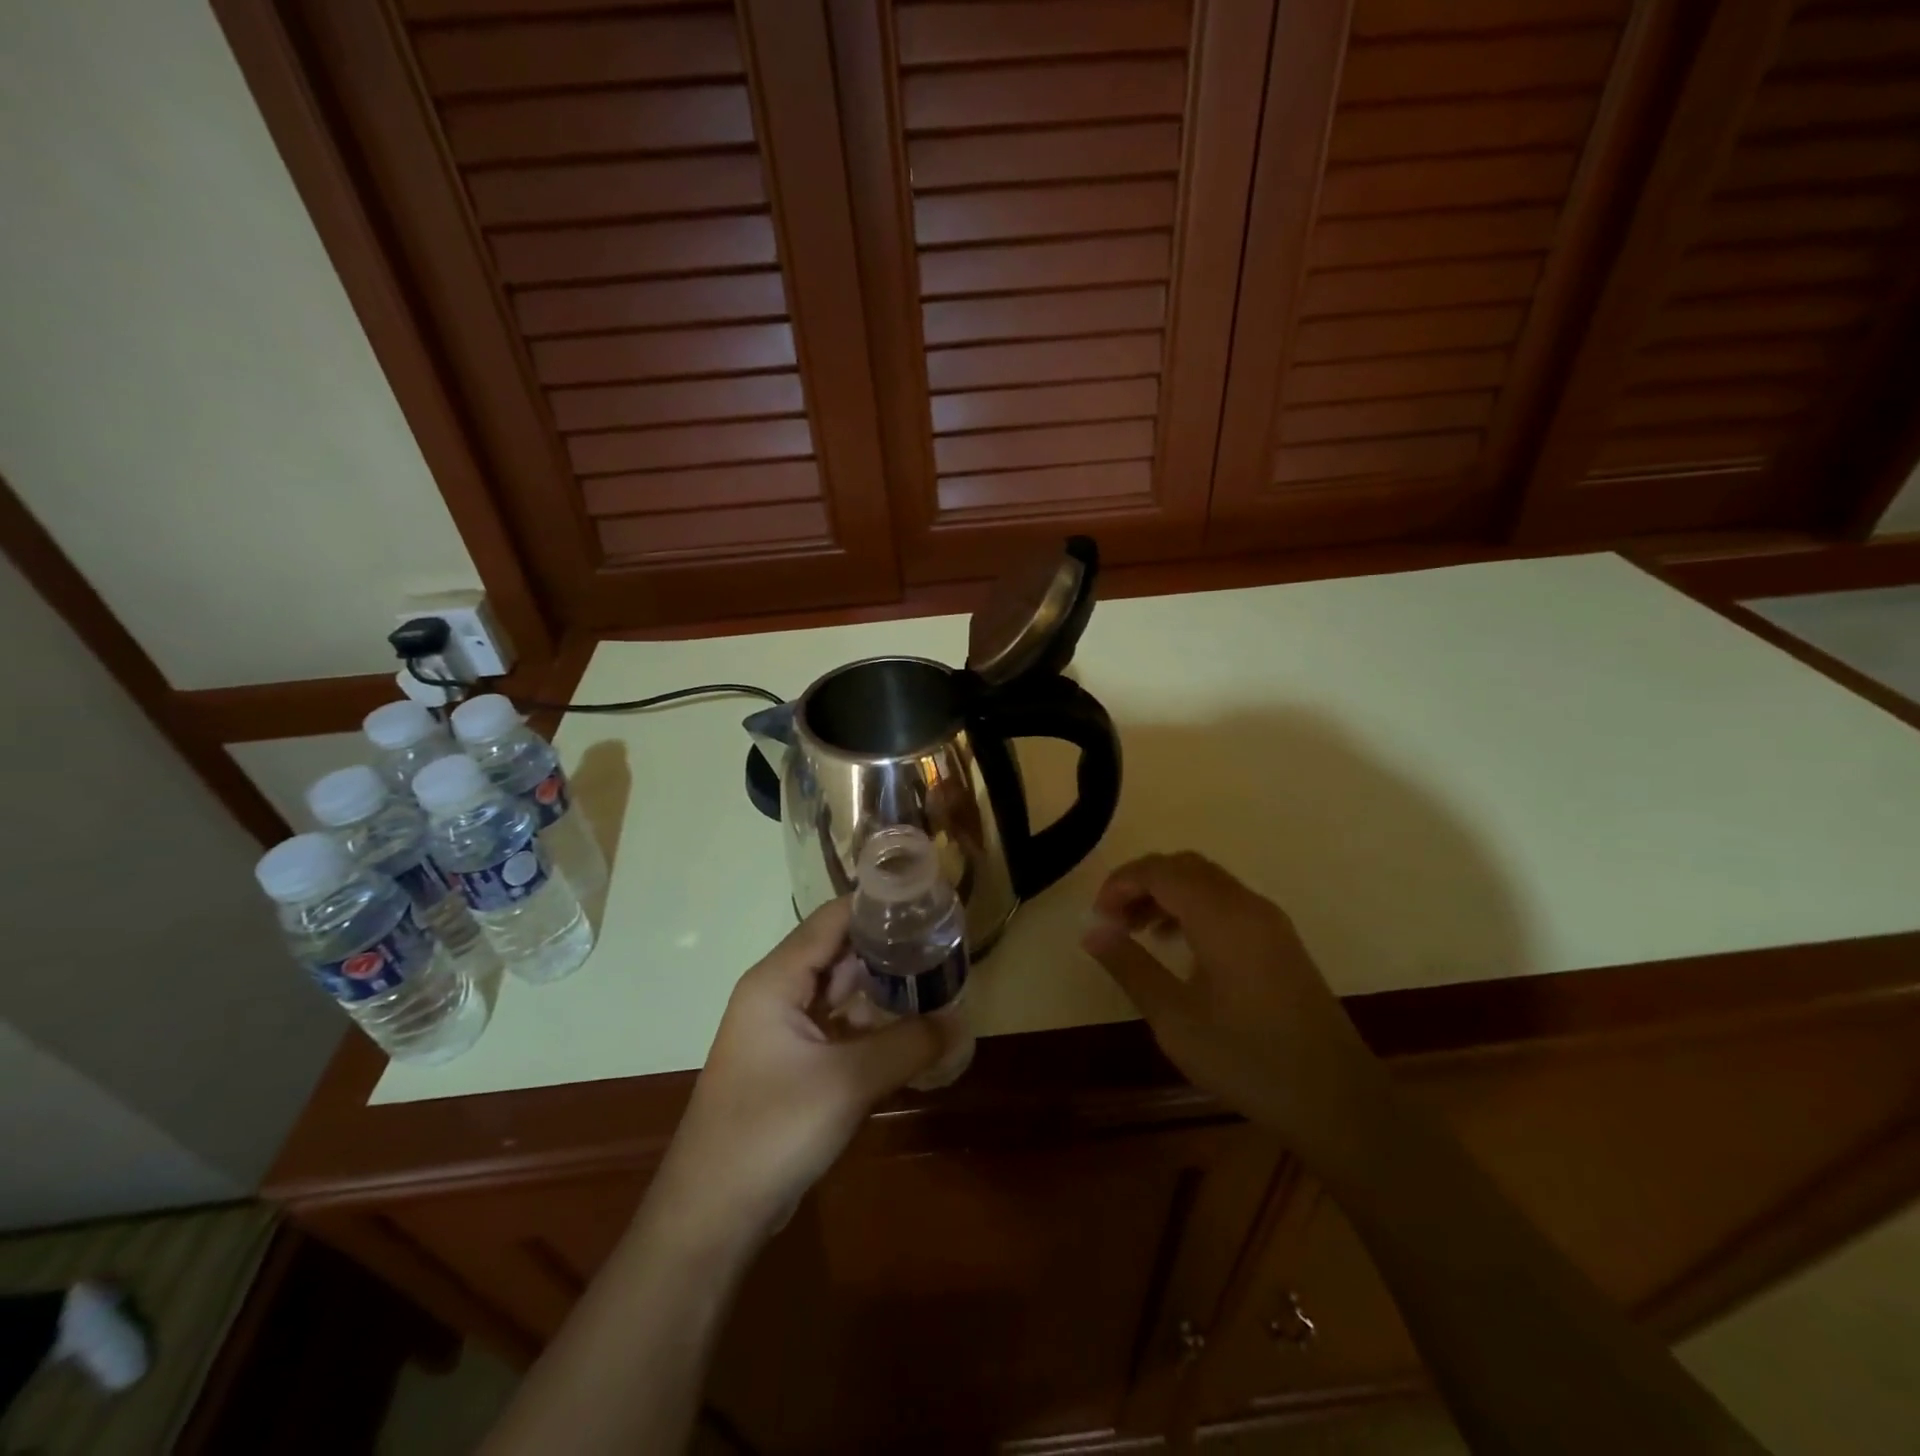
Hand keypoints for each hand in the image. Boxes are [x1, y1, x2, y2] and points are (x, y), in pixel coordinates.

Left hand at [648, 899, 946, 1248]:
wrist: (712, 1216)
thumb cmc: (772, 1131)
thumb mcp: (848, 1082)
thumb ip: (908, 1044)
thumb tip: (960, 1020)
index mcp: (777, 979)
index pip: (833, 919)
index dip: (879, 906)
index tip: (929, 903)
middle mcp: (778, 992)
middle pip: (840, 952)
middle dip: (890, 948)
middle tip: (945, 944)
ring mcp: (784, 1029)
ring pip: (842, 991)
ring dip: (884, 988)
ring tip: (939, 979)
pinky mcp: (793, 1062)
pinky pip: (839, 1026)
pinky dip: (873, 1023)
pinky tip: (912, 1028)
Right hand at [1081, 852, 1381, 1154]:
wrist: (1338, 1102)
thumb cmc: (1249, 1060)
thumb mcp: (1175, 1019)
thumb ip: (1130, 967)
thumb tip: (1092, 931)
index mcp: (1222, 917)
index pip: (1160, 871)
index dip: (1121, 883)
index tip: (1096, 917)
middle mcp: (1248, 905)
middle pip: (1184, 867)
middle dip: (1141, 883)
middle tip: (1112, 920)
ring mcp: (1269, 922)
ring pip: (1207, 882)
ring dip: (1166, 894)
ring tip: (1136, 931)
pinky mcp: (1280, 941)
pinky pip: (1227, 902)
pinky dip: (1193, 908)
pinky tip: (1177, 946)